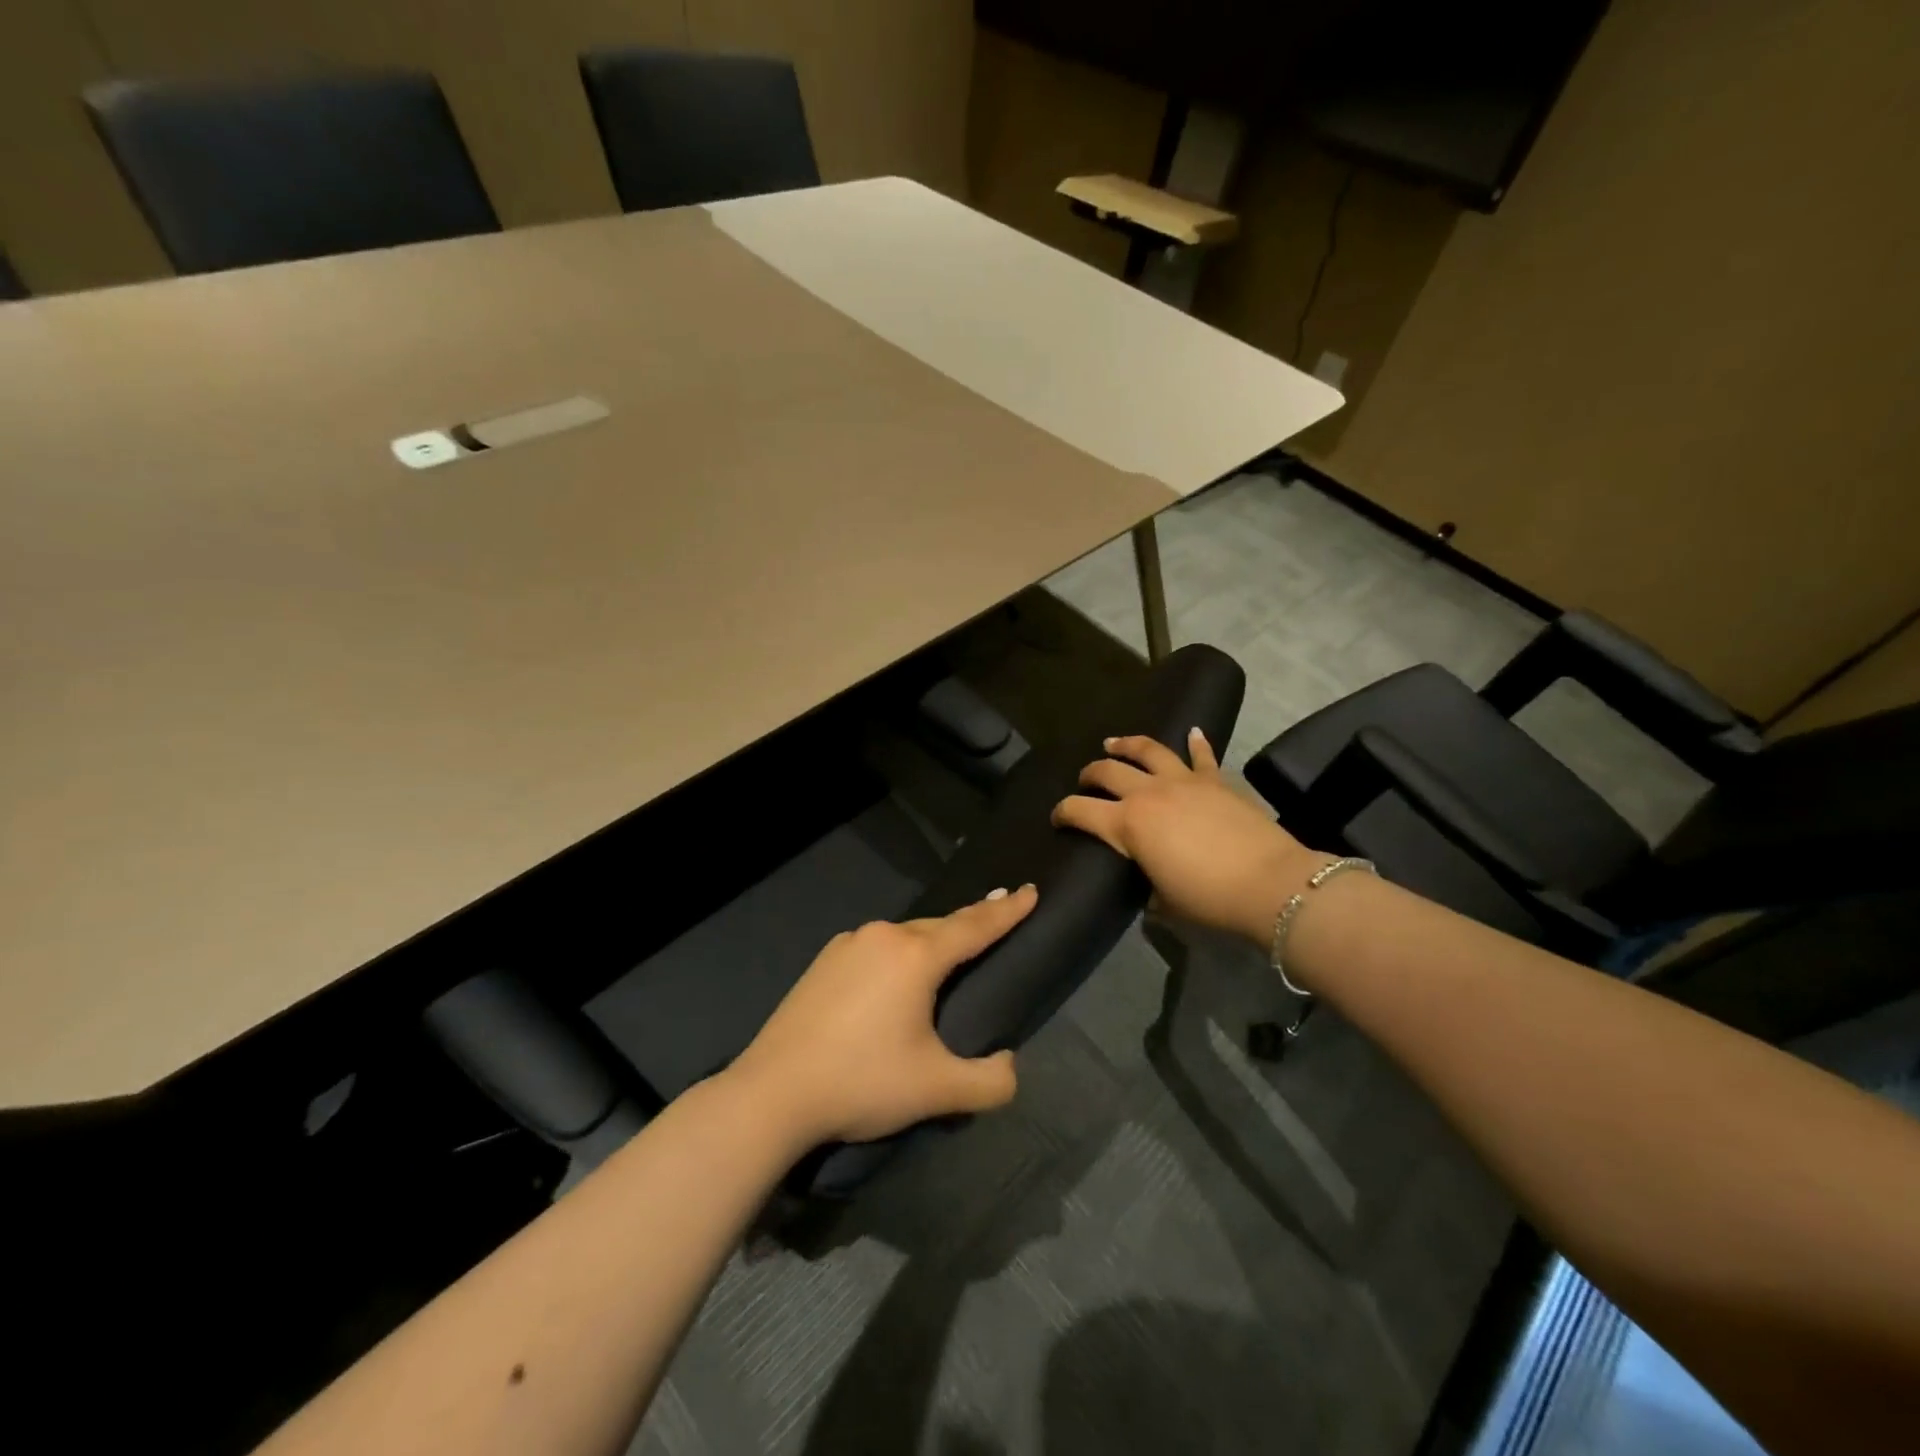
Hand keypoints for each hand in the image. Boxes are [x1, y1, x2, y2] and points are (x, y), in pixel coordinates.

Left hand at [729, 885, 1036, 1145]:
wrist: (772, 1093)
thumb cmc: (861, 1082)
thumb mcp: (936, 1090)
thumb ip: (989, 1082)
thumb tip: (1010, 1067)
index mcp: (916, 956)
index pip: (974, 926)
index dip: (1007, 911)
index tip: (1031, 890)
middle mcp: (883, 937)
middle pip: (939, 925)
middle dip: (971, 921)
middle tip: (998, 914)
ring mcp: (847, 945)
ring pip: (904, 935)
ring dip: (932, 939)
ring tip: (950, 949)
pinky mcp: (823, 962)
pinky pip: (876, 947)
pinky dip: (899, 952)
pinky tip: (894, 974)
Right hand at [1052, 729, 1325, 946]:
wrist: (1269, 883)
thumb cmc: (1208, 898)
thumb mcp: (1164, 900)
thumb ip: (1148, 885)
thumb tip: (1149, 886)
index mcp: (1127, 825)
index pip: (1080, 811)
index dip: (1063, 812)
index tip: (1058, 817)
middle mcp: (1148, 793)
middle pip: (1107, 771)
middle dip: (1090, 774)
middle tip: (1085, 780)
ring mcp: (1183, 781)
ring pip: (1147, 750)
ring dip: (1127, 744)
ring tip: (1113, 742)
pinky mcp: (1215, 780)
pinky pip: (1202, 755)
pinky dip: (1195, 742)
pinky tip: (1191, 731)